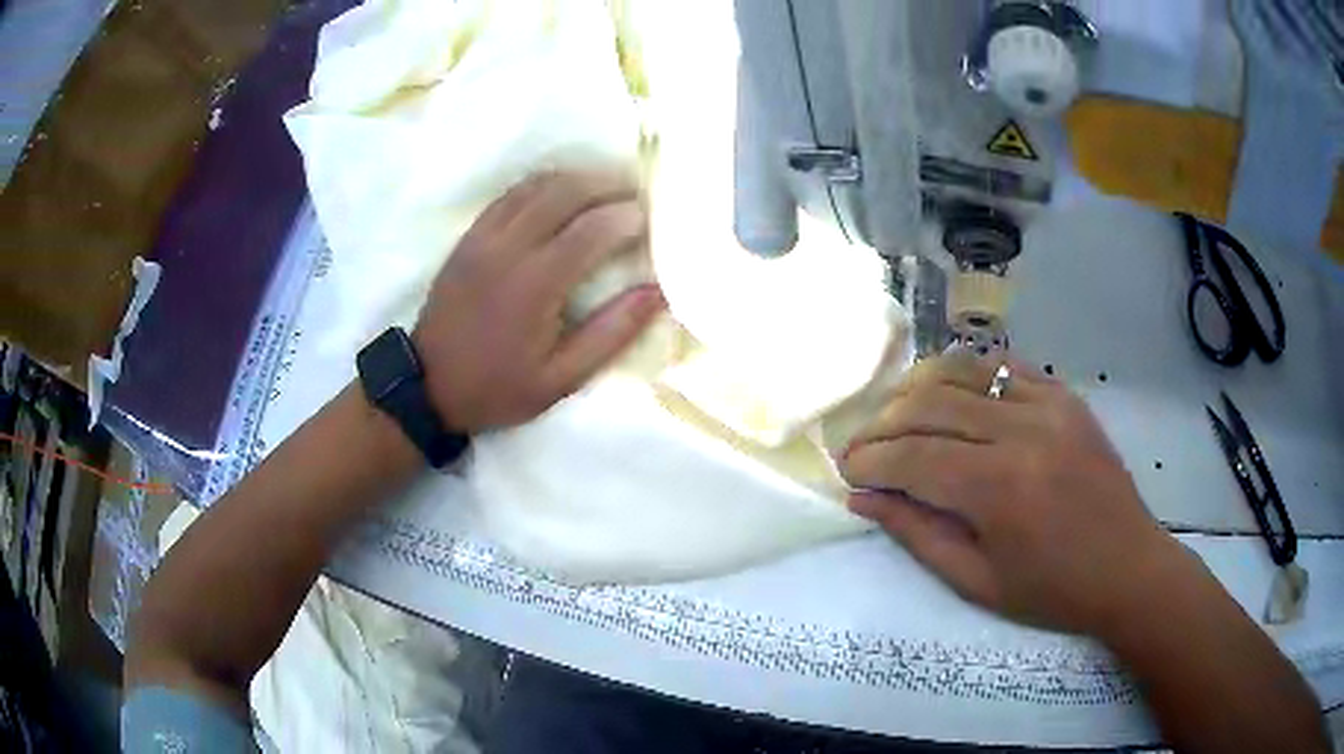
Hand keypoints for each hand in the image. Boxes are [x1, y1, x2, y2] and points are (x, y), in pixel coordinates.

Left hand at [413, 170, 665, 432]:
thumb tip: (657, 292)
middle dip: (606, 183)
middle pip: (565, 192)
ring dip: (576, 177)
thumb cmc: (498, 387)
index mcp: (536, 285)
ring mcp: (484, 237)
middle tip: (635, 189)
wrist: (428, 386)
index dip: (627, 217)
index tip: (650, 220)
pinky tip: (561, 188)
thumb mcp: (561, 379)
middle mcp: (509, 249)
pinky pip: (510, 195)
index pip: (591, 230)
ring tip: (605, 183)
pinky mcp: (470, 237)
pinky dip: (542, 183)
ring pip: (536, 186)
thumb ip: (611, 333)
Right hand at [839, 354, 1193, 635]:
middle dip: (884, 423)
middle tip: (862, 445)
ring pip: (963, 371)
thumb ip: (917, 534)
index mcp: (1000, 489)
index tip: (846, 471)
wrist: (1128, 568)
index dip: (870, 461)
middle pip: (931, 404)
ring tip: (896, 413)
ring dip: (918, 387)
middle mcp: (1022, 431)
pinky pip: (1003, 366)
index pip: (913, 458)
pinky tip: (948, 393)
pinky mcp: (1065, 395)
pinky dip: (966, 373)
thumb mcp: (976, 582)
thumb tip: (863, 499)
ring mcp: (1048, 404)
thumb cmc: (1052, 592)